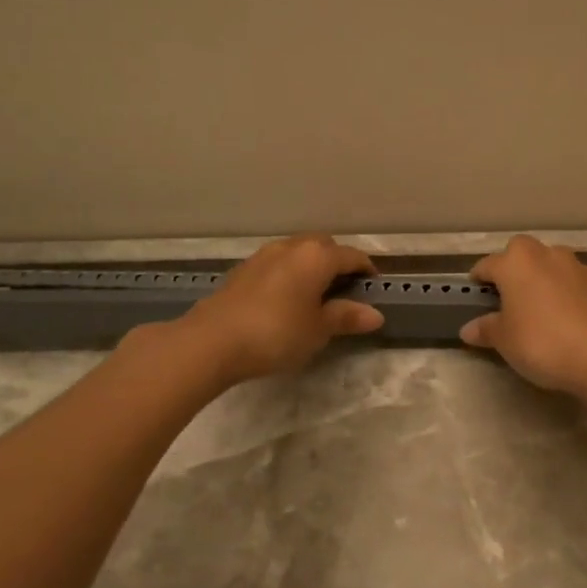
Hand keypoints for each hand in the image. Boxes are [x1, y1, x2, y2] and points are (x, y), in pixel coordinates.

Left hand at [175, 235, 383, 386]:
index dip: (366, 271)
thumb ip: (346, 317)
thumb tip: (375, 314)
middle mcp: (292, 247)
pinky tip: (286, 299)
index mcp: (317, 257)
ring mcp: (263, 256)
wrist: (211, 341)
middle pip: (324, 246)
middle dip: (338, 262)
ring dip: (311, 266)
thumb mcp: (318, 330)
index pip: (352, 256)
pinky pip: (277, 264)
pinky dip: (289, 274)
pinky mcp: (243, 270)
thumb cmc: (276, 333)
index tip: (374, 288)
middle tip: (345, 289)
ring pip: (298, 252)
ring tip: (316, 294)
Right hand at [460, 236, 586, 396]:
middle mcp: (545, 254)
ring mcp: (577, 265)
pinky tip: (571, 311)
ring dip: (544, 275)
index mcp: (515, 263)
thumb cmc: (540, 342)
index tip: (476, 294)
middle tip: (510, 295)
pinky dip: (571, 288)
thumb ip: (486, 330)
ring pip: (553, 261)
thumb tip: (468, 329)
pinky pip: (577, 278)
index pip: (488, 265)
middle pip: (522, 252)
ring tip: (542, 303)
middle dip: (514, 267)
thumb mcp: (504, 341)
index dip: (479, 279)